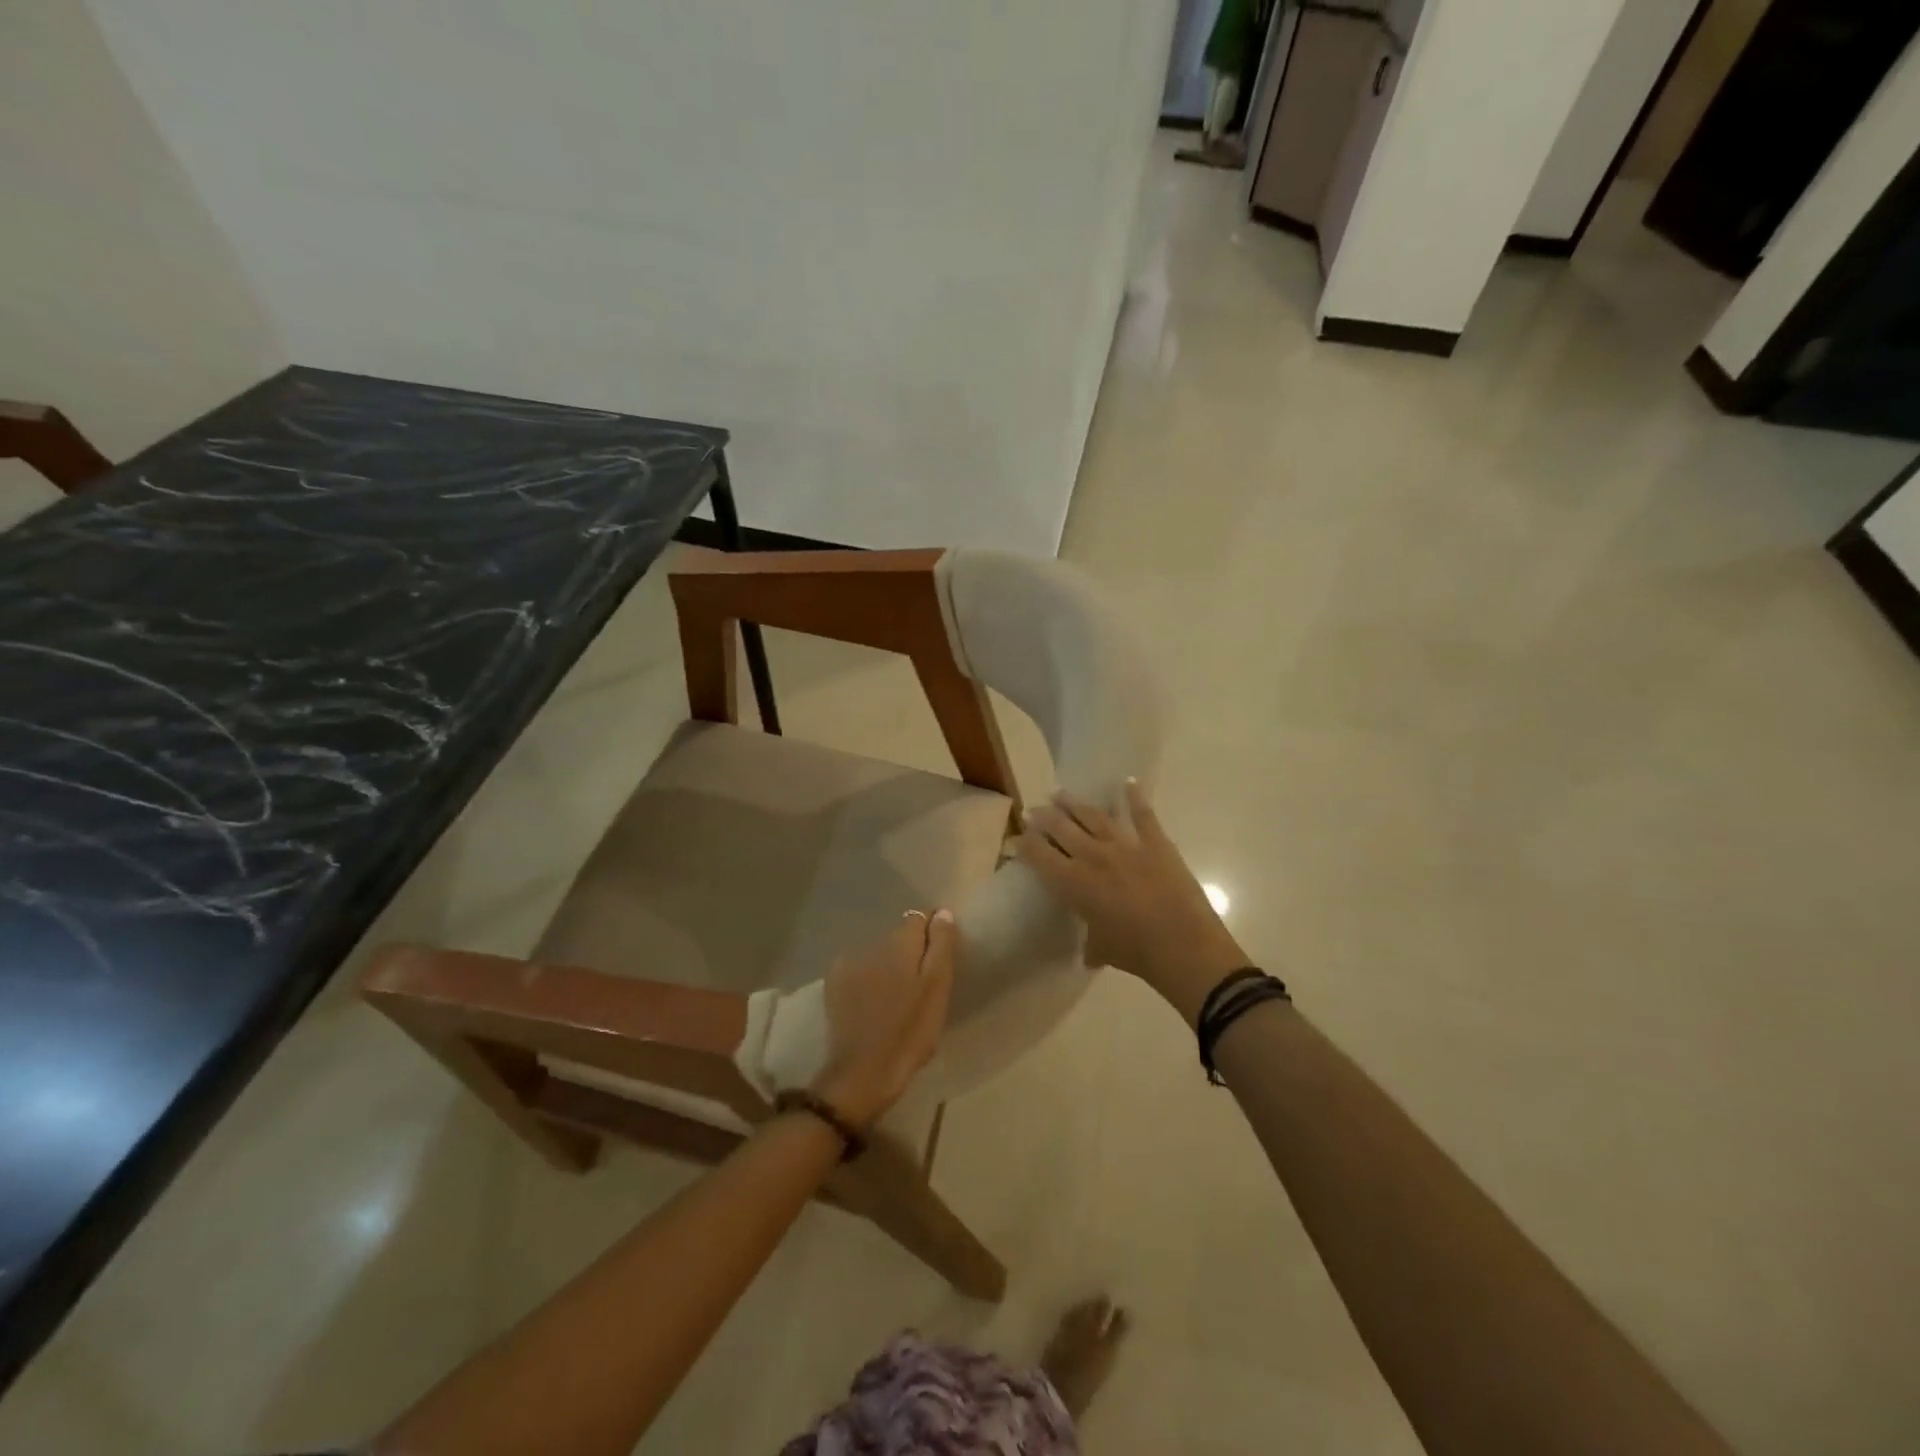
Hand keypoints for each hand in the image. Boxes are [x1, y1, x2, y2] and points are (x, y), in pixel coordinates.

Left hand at [812, 909, 956, 1128]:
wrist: (863, 1073)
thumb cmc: (910, 1032)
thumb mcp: (937, 989)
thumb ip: (941, 946)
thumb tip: (941, 913)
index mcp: (900, 943)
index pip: (920, 918)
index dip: (933, 935)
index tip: (939, 961)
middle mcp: (871, 944)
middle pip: (899, 936)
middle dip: (911, 952)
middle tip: (920, 986)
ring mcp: (848, 963)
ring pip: (878, 953)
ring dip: (889, 965)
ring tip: (897, 997)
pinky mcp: (834, 984)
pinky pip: (859, 969)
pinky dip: (869, 979)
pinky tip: (874, 1003)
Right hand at [1017, 780, 1249, 1023]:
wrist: (1183, 946)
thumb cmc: (1136, 953)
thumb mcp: (1102, 950)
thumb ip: (1092, 943)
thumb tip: (1090, 951)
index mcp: (1074, 883)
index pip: (1039, 856)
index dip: (1024, 845)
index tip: (1015, 839)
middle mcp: (1094, 857)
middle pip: (1061, 828)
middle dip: (1043, 817)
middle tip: (1033, 811)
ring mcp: (1126, 846)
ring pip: (1093, 816)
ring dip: (1074, 803)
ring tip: (1059, 793)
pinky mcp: (1156, 843)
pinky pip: (1142, 815)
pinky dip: (1135, 797)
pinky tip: (1127, 782)